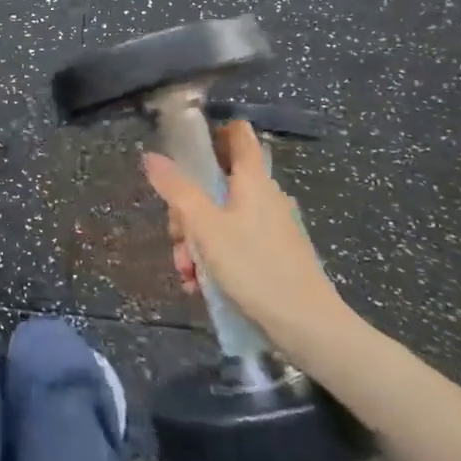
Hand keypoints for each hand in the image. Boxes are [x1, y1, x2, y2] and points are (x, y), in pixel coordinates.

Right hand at [141, 121, 352, 348]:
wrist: (309, 328)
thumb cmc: (254, 267)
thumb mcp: (205, 227)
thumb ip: (177, 189)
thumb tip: (152, 156)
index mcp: (253, 179)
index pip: (237, 134)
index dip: (211, 132)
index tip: (184, 151)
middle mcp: (265, 195)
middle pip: (217, 183)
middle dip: (188, 209)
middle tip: (176, 237)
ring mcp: (272, 226)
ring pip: (221, 218)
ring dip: (196, 241)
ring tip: (187, 273)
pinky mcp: (275, 254)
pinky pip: (235, 243)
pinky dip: (215, 258)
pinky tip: (200, 286)